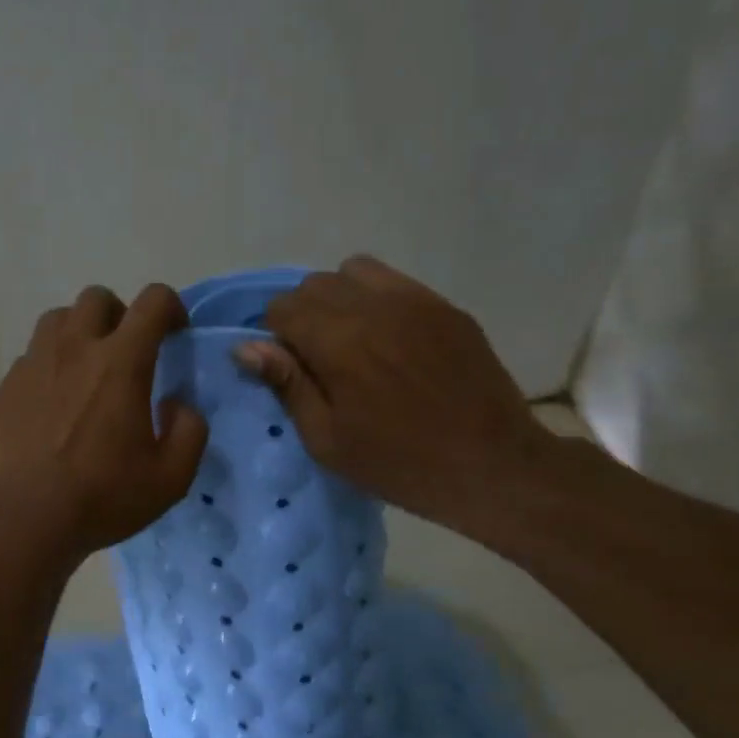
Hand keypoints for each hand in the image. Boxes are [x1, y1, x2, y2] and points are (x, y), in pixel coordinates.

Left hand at [0, 283, 207, 560]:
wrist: (21, 516)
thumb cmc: (101, 496)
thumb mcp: (170, 478)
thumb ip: (189, 432)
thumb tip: (177, 405)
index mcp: (120, 362)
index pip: (152, 301)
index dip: (171, 307)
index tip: (175, 334)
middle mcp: (74, 348)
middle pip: (97, 298)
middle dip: (120, 314)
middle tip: (127, 353)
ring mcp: (33, 364)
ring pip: (57, 318)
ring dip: (79, 332)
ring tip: (86, 369)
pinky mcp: (6, 386)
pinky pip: (31, 356)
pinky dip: (49, 365)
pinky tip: (53, 403)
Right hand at [233, 256, 551, 540]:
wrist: (492, 466)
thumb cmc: (398, 463)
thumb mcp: (327, 439)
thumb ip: (287, 384)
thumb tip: (245, 346)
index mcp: (338, 342)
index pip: (282, 307)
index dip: (276, 336)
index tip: (291, 369)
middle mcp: (372, 307)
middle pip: (314, 285)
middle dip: (303, 315)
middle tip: (320, 360)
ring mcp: (415, 301)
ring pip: (353, 271)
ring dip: (339, 298)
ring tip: (353, 340)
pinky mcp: (444, 306)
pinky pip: (394, 280)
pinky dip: (376, 298)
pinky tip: (389, 338)